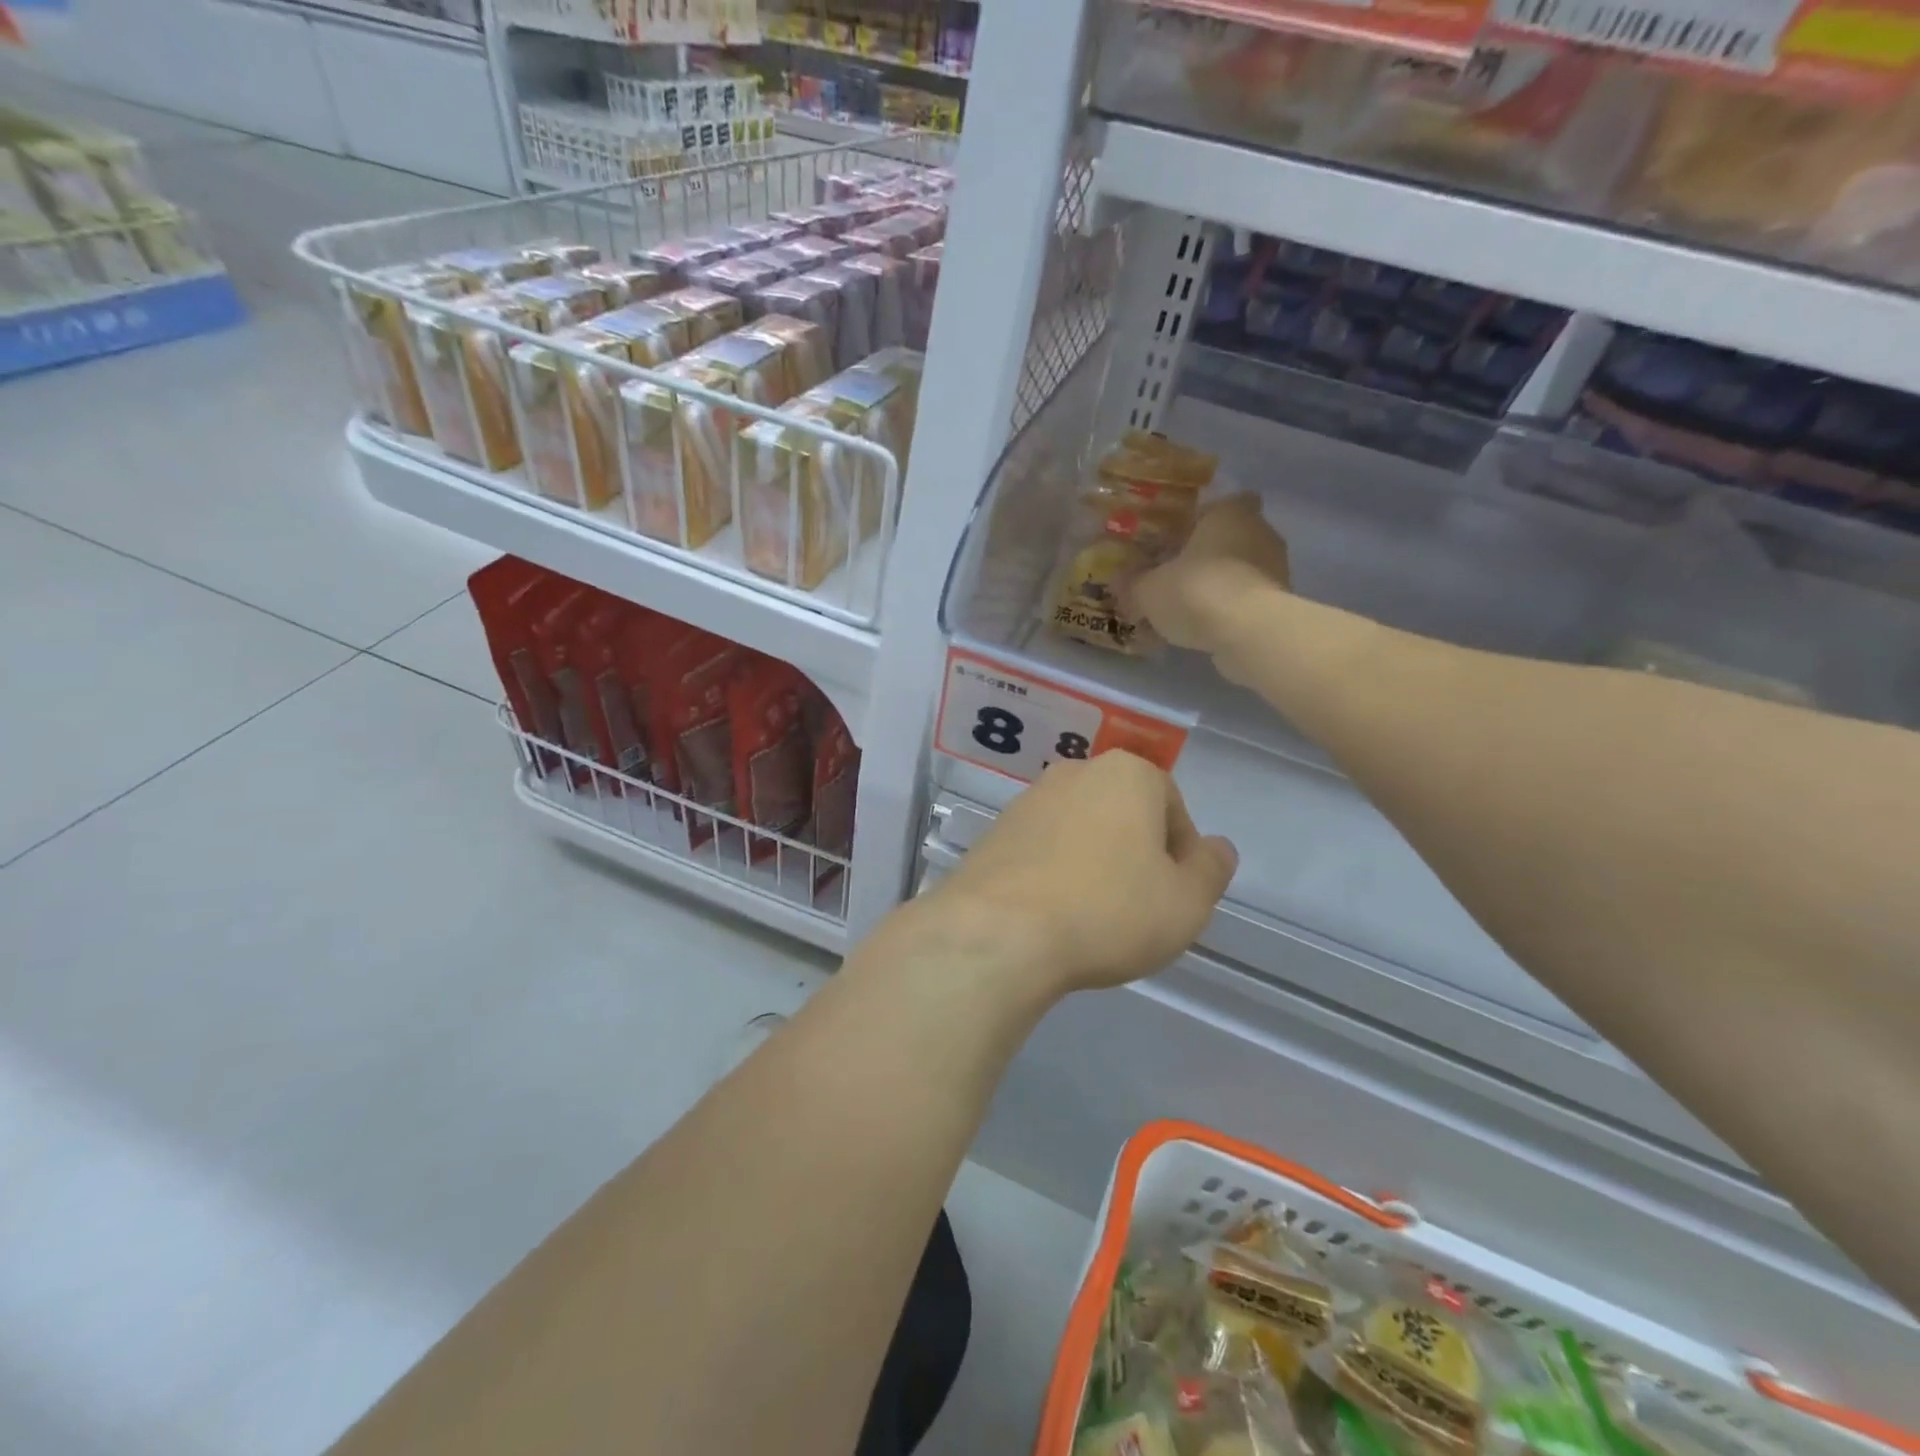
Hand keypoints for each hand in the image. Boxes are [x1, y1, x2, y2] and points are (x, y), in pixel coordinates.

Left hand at [927, 751, 1236, 997]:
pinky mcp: (994, 832)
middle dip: (1136, 852)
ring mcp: (1027, 801)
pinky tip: (1054, 912)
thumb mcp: (1186, 902)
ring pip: (1079, 829)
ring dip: (1094, 861)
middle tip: (1139, 905)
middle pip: (1122, 812)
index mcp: (1126, 774)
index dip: (1181, 852)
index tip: (1176, 893)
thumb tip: (1217, 847)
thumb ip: (1211, 869)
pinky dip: (1055, 871)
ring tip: (1094, 913)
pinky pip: (1041, 848)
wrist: (1001, 931)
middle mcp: (1074, 774)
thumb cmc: (1109, 910)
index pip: (1171, 805)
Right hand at [1130, 494, 1290, 658]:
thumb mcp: (1148, 590)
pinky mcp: (1282, 601)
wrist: (1248, 632)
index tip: (1180, 539)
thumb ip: (1133, 584)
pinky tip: (1207, 628)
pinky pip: (1249, 598)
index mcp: (1228, 512)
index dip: (1201, 519)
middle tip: (1177, 575)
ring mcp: (1277, 566)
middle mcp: (1259, 530)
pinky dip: (1232, 609)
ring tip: (1189, 608)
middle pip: (1231, 536)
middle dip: (1209, 554)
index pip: (1219, 503)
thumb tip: (1119, 582)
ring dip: (1220, 583)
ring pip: (1242, 568)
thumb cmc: (1196, 591)